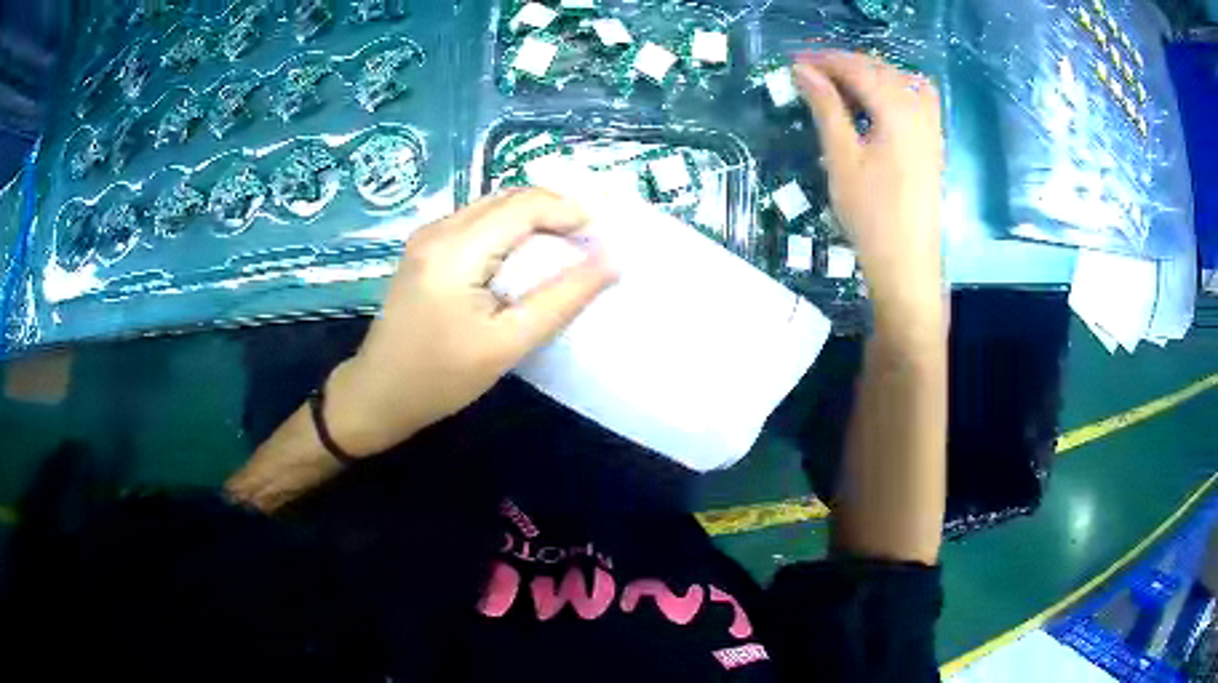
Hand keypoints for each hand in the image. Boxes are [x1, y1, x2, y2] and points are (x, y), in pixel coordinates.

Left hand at [324, 188, 617, 456]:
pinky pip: (477, 222)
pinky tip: (524, 258)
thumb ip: (561, 299)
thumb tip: (610, 261)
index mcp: (456, 249)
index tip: (603, 240)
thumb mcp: (507, 344)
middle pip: (509, 198)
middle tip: (588, 246)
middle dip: (555, 212)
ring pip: (494, 206)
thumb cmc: (441, 378)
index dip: (570, 212)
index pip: (525, 205)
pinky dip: (510, 230)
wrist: (378, 394)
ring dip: (534, 220)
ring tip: (565, 251)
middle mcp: (438, 228)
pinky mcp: (425, 247)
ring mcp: (427, 235)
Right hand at [794, 50, 944, 339]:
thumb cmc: (871, 214)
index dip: (825, 61)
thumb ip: (825, 107)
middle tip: (809, 72)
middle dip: (845, 64)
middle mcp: (919, 111)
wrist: (907, 263)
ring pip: (900, 81)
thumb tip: (802, 71)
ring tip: (839, 85)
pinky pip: (916, 99)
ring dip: (869, 74)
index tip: (794, 61)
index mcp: (897, 112)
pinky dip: (892, 90)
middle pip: (881, 70)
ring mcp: (931, 128)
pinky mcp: (933, 144)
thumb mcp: (842, 158)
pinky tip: (876, 103)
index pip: (858, 69)